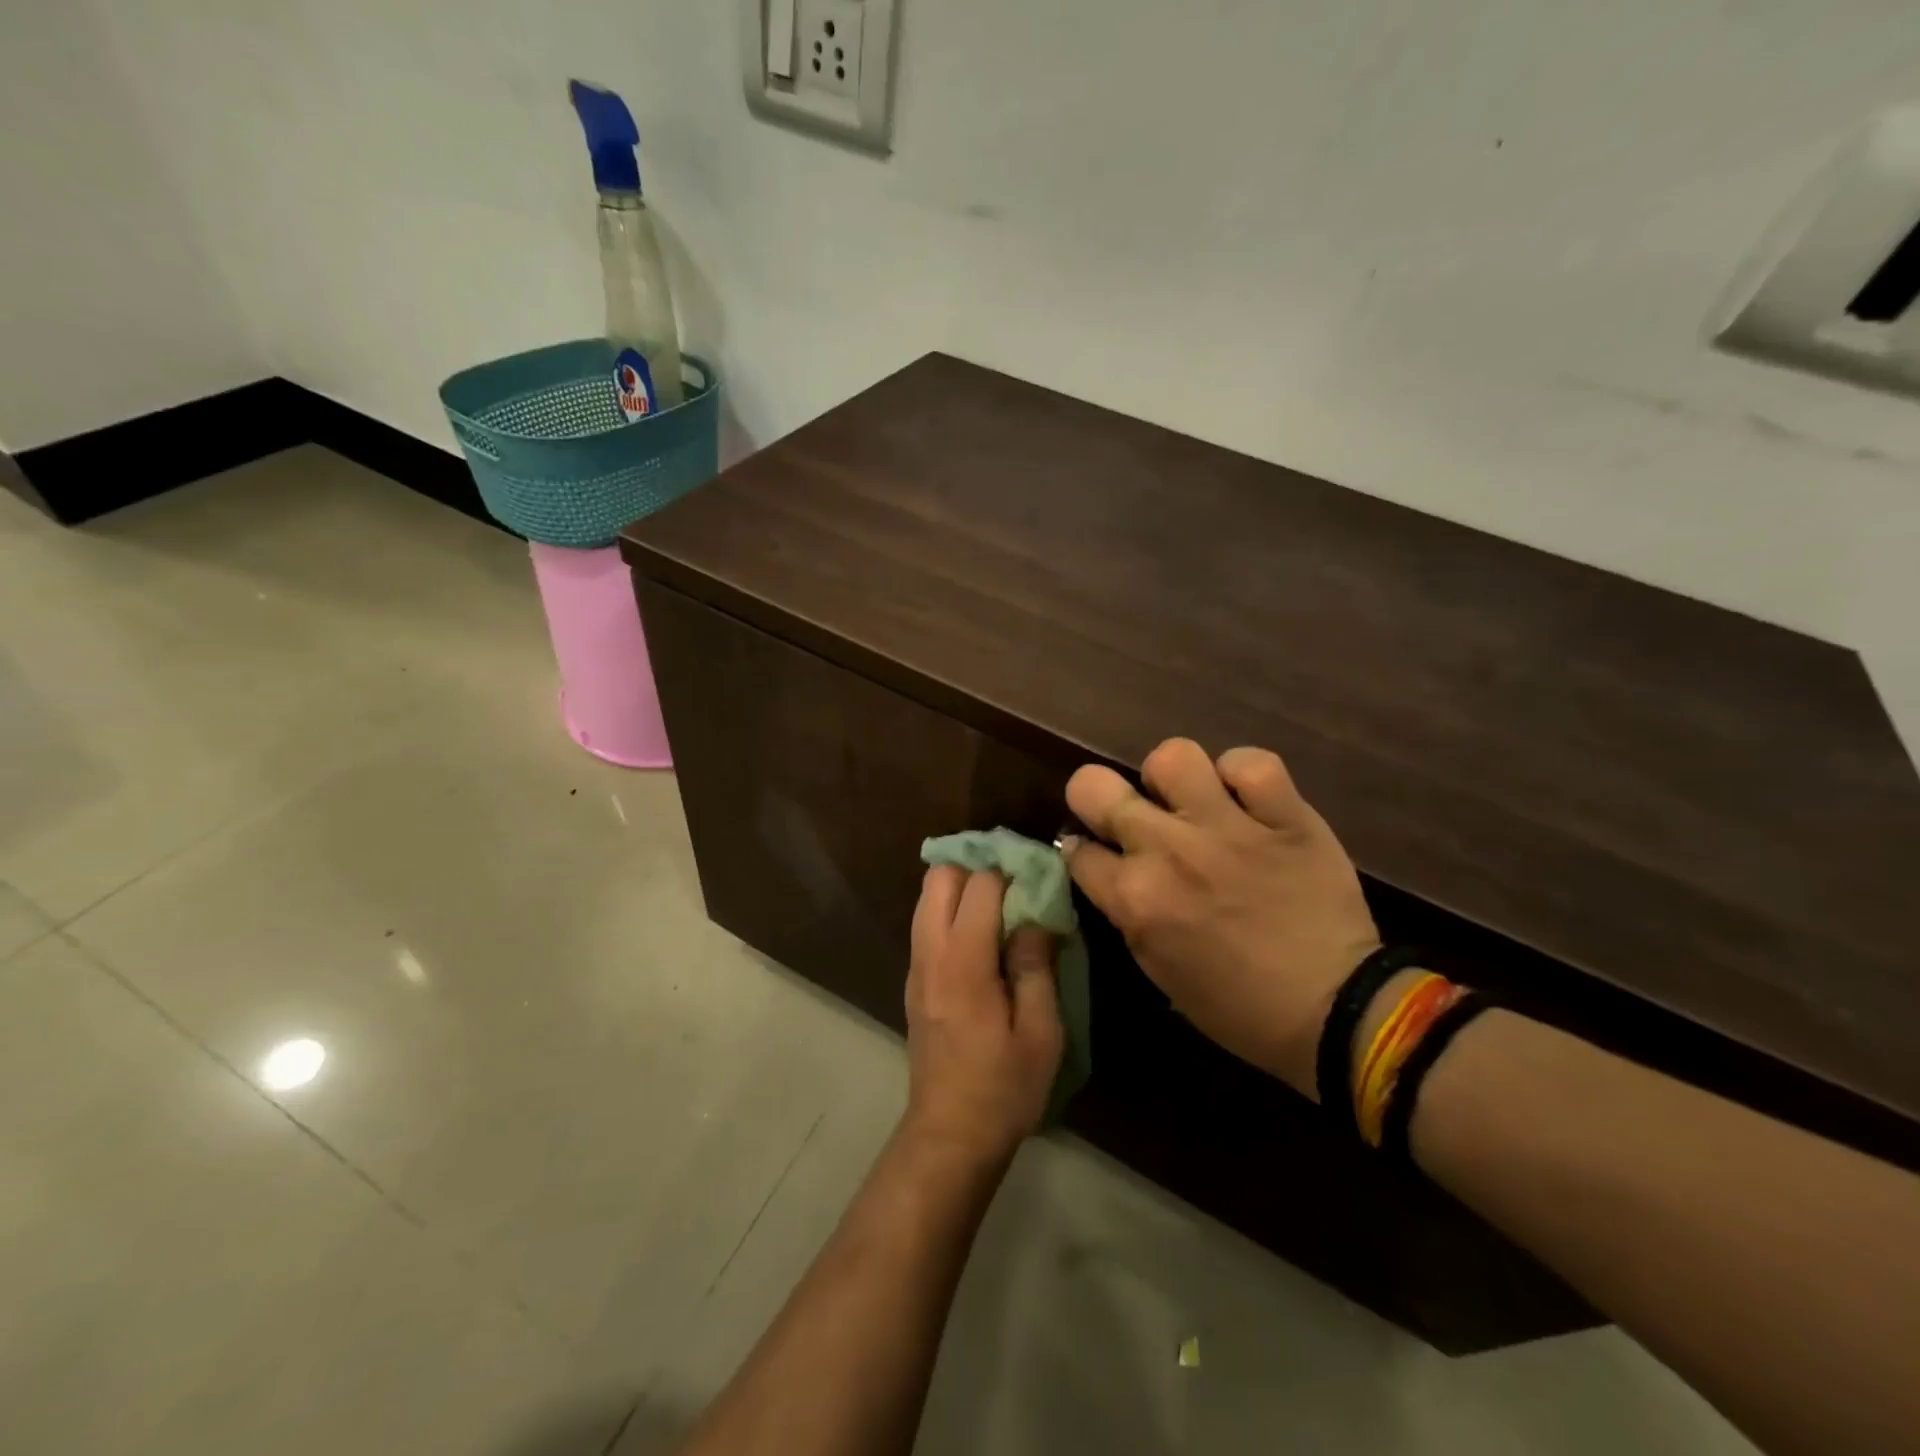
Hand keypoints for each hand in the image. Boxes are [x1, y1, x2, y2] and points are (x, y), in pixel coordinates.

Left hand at [902, 868, 1063, 1165]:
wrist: (950, 1134)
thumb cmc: (1003, 1087)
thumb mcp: (1040, 1032)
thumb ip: (1035, 966)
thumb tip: (1036, 916)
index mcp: (963, 962)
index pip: (979, 885)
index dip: (1011, 872)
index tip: (1040, 875)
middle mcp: (931, 953)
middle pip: (939, 878)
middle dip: (976, 867)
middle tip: (1016, 883)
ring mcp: (916, 967)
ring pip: (927, 898)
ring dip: (961, 886)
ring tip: (1002, 904)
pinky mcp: (914, 981)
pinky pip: (927, 923)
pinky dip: (950, 910)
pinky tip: (983, 935)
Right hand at [1064, 738, 1379, 1097]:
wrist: (1336, 1011)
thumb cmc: (1237, 1006)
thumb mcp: (1158, 970)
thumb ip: (1126, 912)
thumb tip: (1107, 869)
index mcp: (1135, 899)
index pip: (1076, 849)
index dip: (1082, 850)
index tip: (1097, 853)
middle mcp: (1169, 851)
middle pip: (1094, 786)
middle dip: (1095, 796)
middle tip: (1122, 811)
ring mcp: (1228, 827)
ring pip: (1172, 756)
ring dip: (1170, 778)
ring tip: (1187, 799)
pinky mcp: (1285, 816)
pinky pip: (1251, 762)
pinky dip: (1242, 774)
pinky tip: (1244, 797)